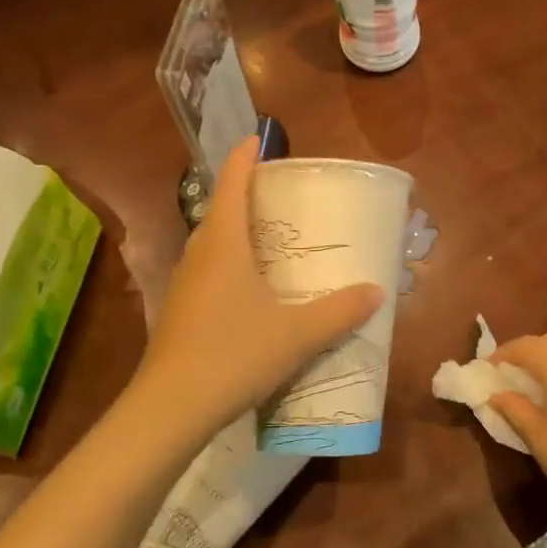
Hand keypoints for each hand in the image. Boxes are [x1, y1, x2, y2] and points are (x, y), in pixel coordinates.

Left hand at [133, 136, 385, 443]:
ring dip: (236, 233)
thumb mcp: (297, 334)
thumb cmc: (234, 355)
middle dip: (245, 196)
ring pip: (211, 245)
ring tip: (270, 239)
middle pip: (220, 211)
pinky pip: (207, 273)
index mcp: (223, 244)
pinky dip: (229, 266)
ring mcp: (183, 286)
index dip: (243, 158)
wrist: (170, 409)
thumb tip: (377, 292)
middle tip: (280, 195)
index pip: (231, 184)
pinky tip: (251, 291)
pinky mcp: (178, 313)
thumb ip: (339, 310)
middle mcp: (198, 256)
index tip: (257, 138)